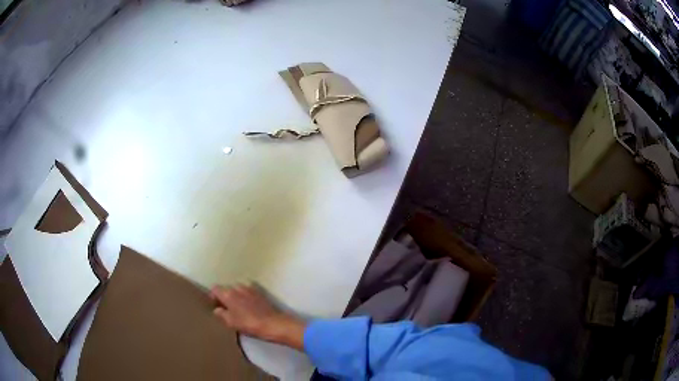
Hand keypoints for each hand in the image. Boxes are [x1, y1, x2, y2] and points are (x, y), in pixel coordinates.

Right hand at [210, 284, 306, 350]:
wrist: (273, 324)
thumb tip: (217, 309)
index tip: (215, 305)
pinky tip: (249, 306)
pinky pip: (248, 291)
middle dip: (225, 296)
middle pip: (226, 288)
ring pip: (237, 289)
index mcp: (228, 293)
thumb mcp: (231, 322)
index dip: (213, 296)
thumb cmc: (249, 324)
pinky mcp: (260, 292)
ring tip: (238, 308)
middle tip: (226, 308)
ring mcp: (250, 288)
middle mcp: (238, 287)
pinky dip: (245, 296)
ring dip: (236, 296)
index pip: (215, 289)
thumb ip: (221, 314)